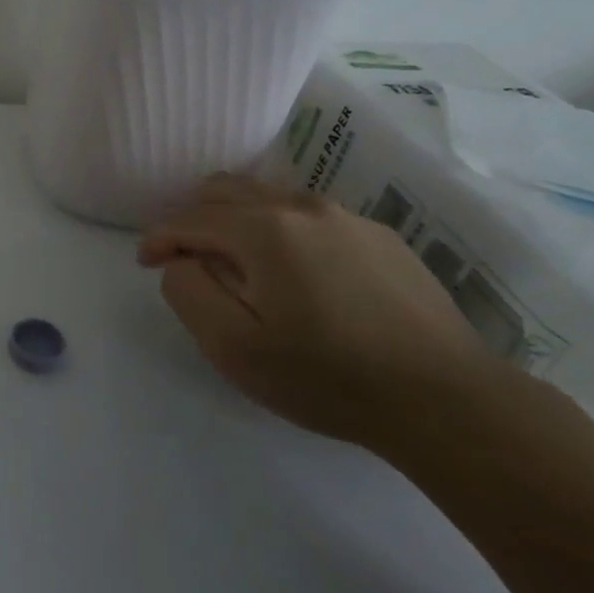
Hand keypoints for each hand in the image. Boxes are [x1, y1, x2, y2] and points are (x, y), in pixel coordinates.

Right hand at [137, 175, 500, 448]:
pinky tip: (298, 277)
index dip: (159, 238)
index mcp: (263, 228)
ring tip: (240, 266)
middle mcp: (302, 206)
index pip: (190, 218)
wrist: (448, 402)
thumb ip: (188, 291)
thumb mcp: (233, 346)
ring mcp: (347, 217)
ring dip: (238, 222)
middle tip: (188, 259)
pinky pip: (310, 218)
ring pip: (270, 198)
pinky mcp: (381, 237)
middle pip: (226, 190)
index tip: (145, 262)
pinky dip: (282, 232)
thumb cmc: (327, 377)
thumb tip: (182, 261)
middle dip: (194, 218)